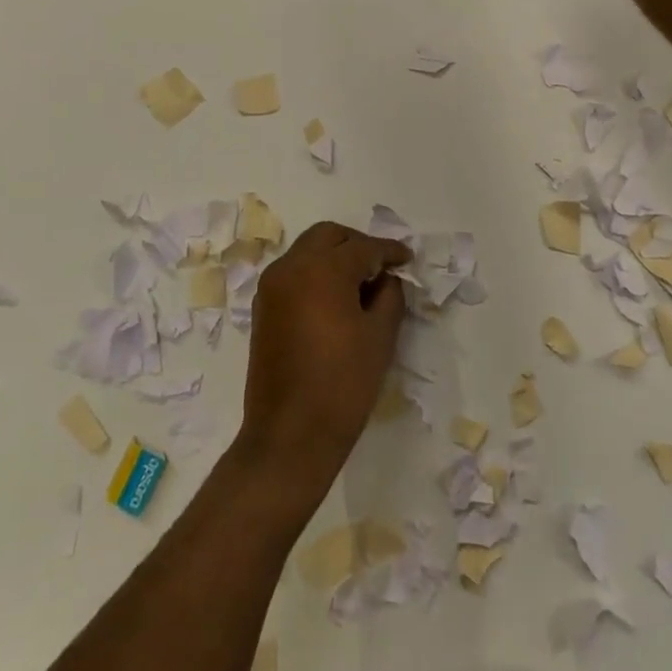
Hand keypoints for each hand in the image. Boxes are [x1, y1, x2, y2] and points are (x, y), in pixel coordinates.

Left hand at [240, 222, 411, 492]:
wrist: (290, 434)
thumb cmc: (344, 383)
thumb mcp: (380, 335)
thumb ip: (389, 295)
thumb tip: (386, 279)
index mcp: (322, 269)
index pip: (363, 247)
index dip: (390, 251)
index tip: (408, 260)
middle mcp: (291, 267)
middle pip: (328, 236)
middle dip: (358, 244)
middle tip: (382, 266)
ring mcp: (272, 287)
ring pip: (307, 251)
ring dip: (334, 257)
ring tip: (361, 283)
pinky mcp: (263, 308)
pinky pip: (293, 273)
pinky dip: (316, 274)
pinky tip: (337, 298)